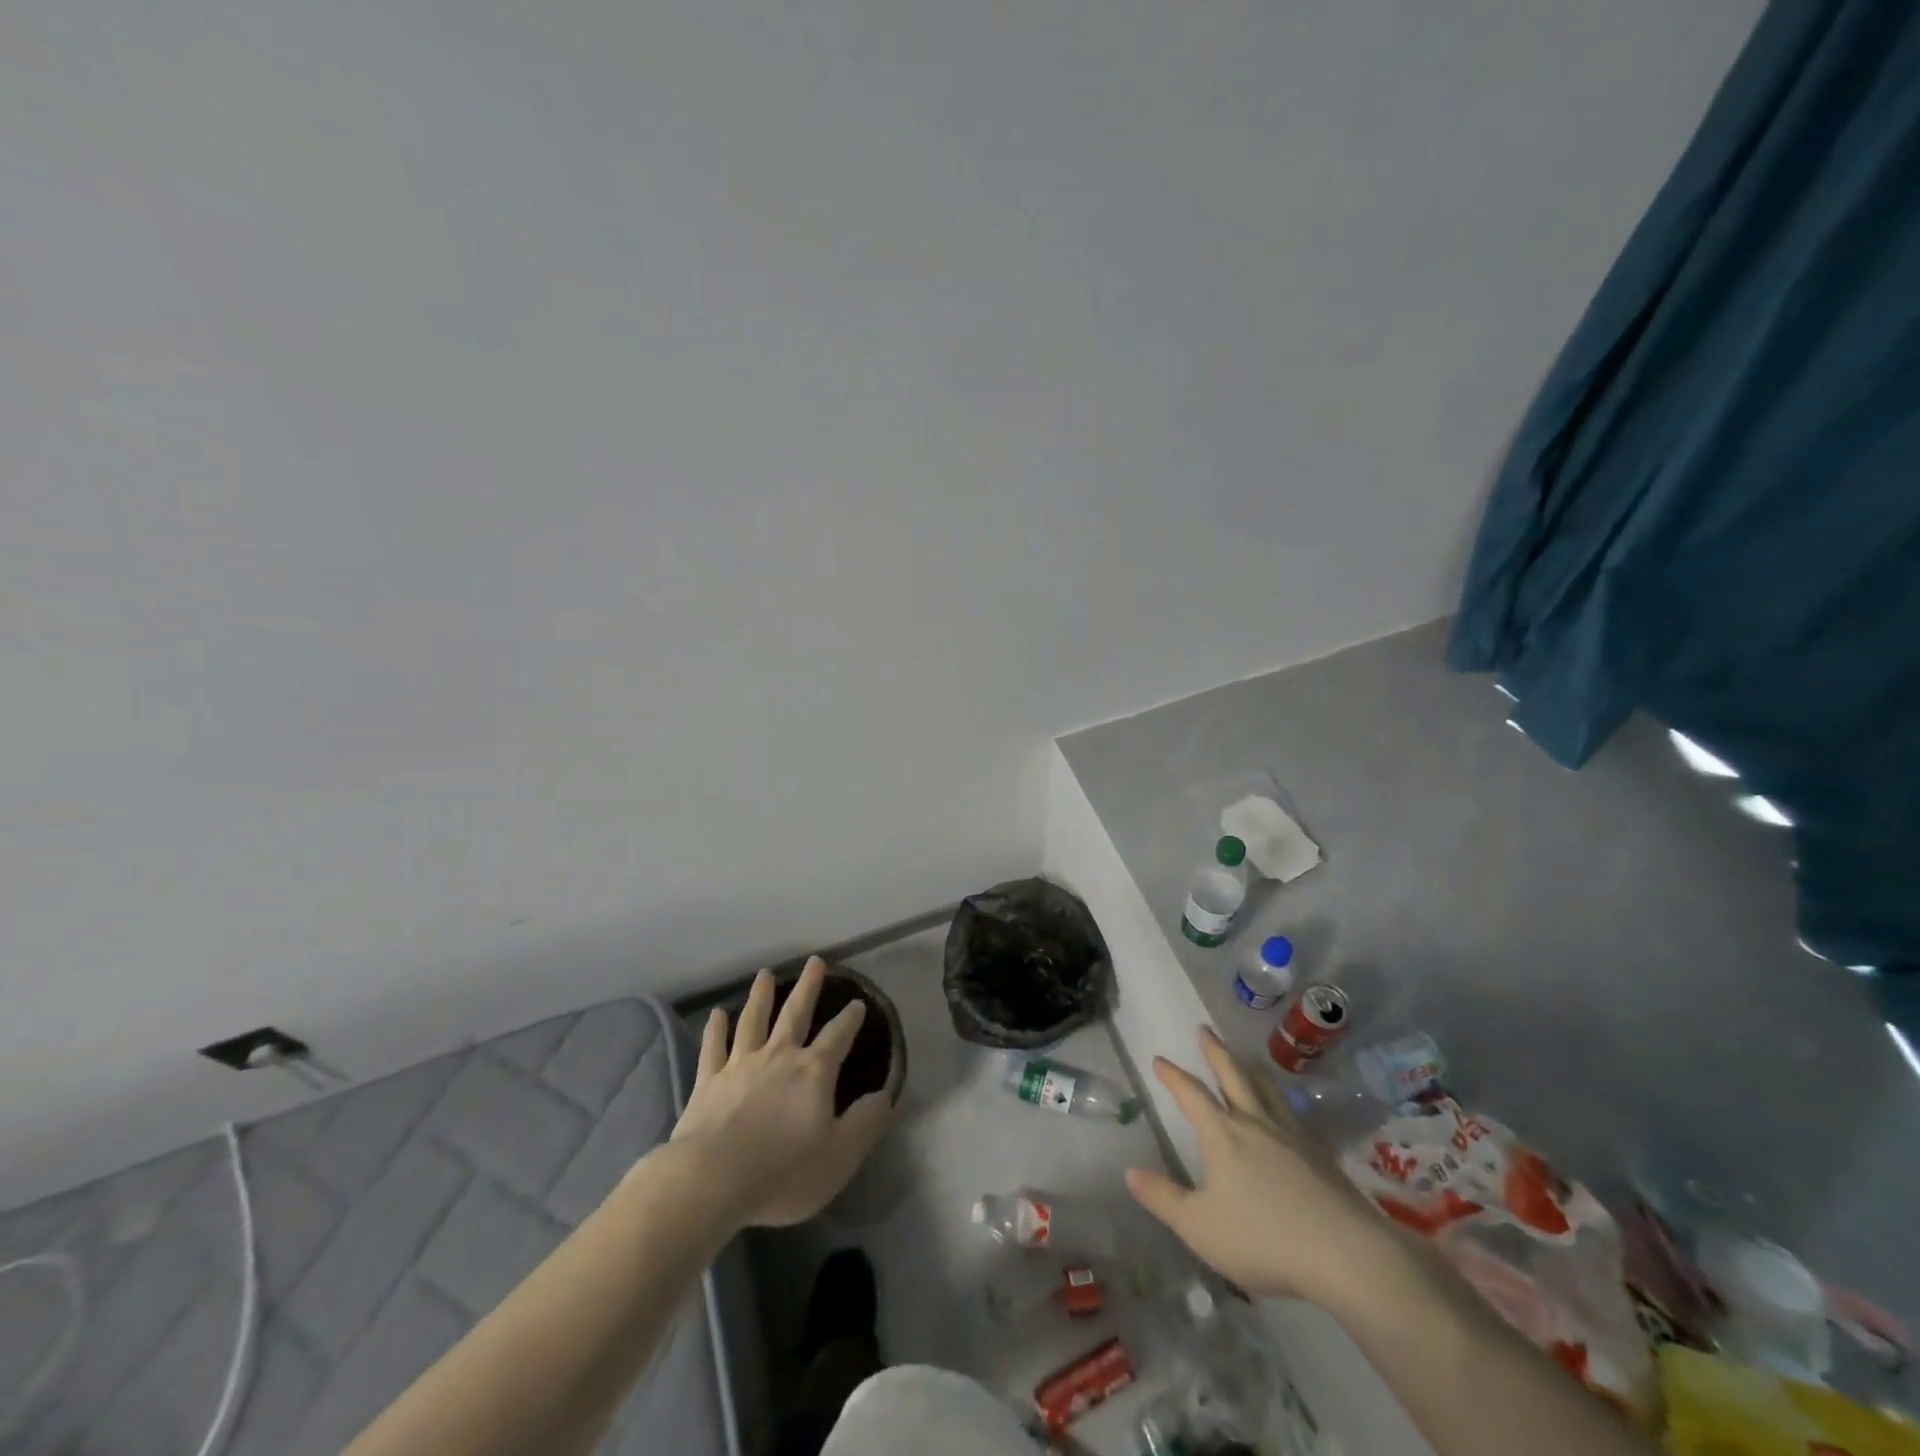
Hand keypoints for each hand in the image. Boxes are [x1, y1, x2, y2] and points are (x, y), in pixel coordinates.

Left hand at [670, 957, 894, 1228]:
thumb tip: (884, 1095)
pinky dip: (715, 1029)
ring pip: (753, 1020)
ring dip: (761, 996)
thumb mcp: (840, 1155)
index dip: (850, 1018)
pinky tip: (716, 1014)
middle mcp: (779, 1056)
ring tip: (765, 974)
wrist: (711, 1180)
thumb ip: (866, 1122)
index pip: (838, 1035)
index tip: (857, 1003)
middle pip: (796, 1013)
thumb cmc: (783, 1171)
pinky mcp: (708, 1081)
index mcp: (814, 1071)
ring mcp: (740, 1065)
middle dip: (808, 987)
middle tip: (815, 961)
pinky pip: (713, 1047)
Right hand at [1125, 1027, 1403, 1309]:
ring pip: (1266, 1090)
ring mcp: (1292, 1136)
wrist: (1346, 1254)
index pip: (1192, 1094)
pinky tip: (1284, 1112)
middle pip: (1232, 1076)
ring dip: (1250, 1069)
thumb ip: (1163, 1198)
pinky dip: (1279, 1101)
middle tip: (1204, 1029)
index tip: (1160, 1059)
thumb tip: (1130, 1172)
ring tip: (1245, 1059)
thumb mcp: (1199, 1226)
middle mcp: (1255, 1123)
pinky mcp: (1320, 1156)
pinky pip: (1291, 1114)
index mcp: (1222, 1134)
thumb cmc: (1263, 1238)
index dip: (1173, 1076)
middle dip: (1215, 1052)